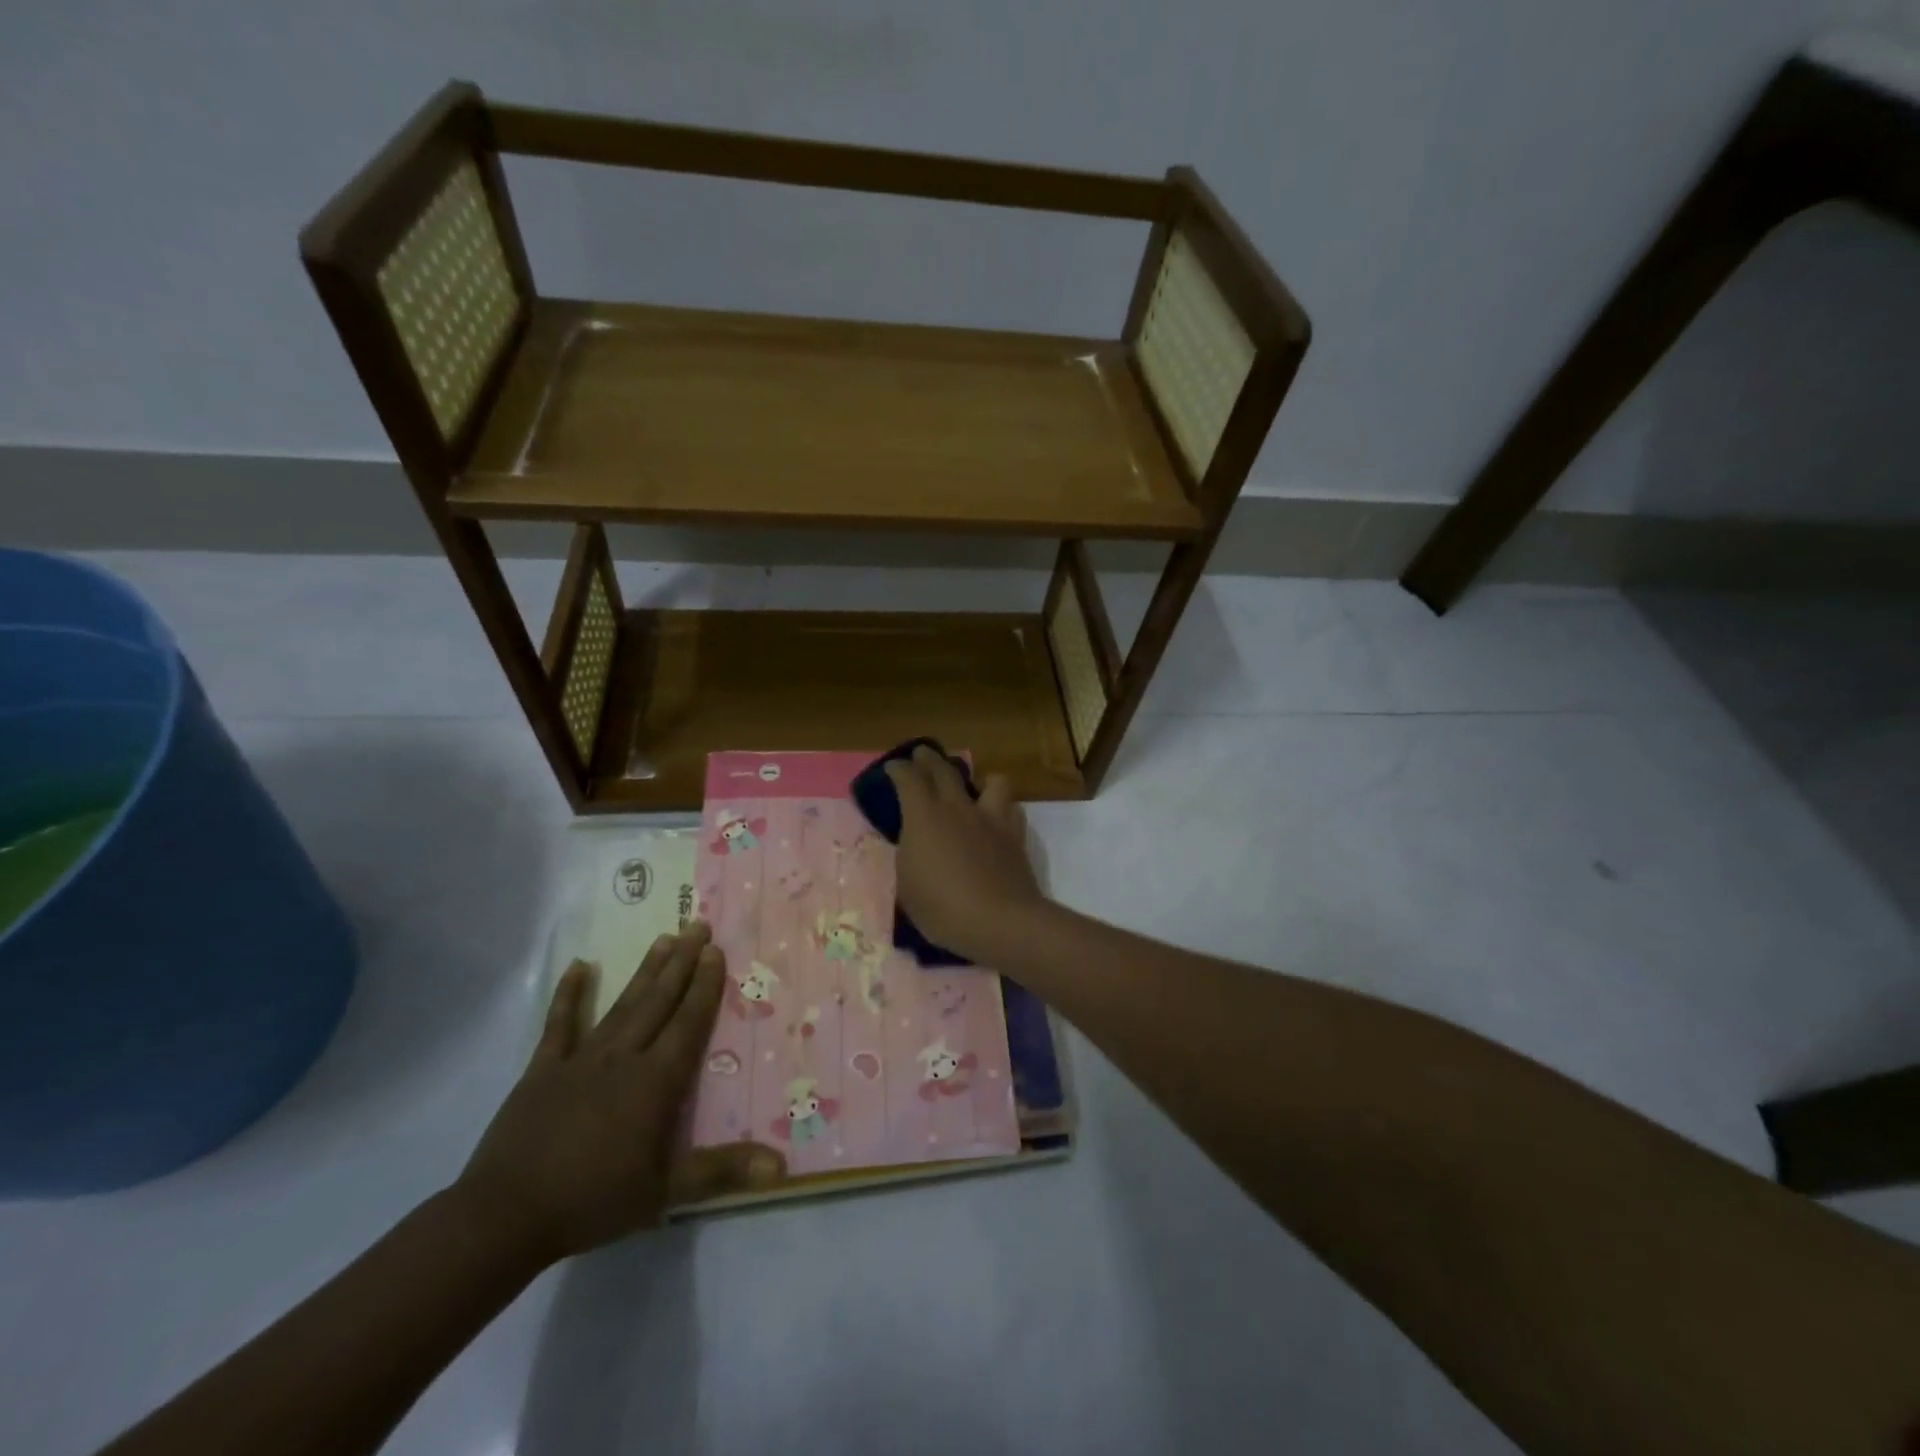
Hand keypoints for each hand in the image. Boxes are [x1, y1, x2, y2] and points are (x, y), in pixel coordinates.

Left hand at [456, 925, 783, 1263]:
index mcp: (655, 1081)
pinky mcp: (543, 1069)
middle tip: (697, 925)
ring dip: (645, 971)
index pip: (688, 1022)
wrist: (504, 1217)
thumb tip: (781, 1166)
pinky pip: (560, 1024)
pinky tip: (580, 966)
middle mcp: (623, 1057)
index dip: (705, 986)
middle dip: (682, 962)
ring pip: (622, 1004)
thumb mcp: (665, 1192)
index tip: (716, 950)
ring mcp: (581, 1059)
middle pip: (659, 1001)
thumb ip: (723, 1172)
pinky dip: (569, 994)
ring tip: (664, 938)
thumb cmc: (592, 1200)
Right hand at [884, 747, 1045, 963]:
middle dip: (929, 759)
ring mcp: (990, 818)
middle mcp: (958, 807)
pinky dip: (1003, 808)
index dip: (898, 769)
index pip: (908, 778)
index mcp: (924, 816)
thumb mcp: (908, 886)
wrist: (999, 921)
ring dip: (979, 780)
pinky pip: (1011, 808)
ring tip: (974, 789)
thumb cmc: (942, 909)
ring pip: (991, 780)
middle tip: (921, 755)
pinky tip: (997, 820)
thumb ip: (909, 856)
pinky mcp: (1015, 834)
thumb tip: (914, 844)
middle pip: (943, 769)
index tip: (893, 768)